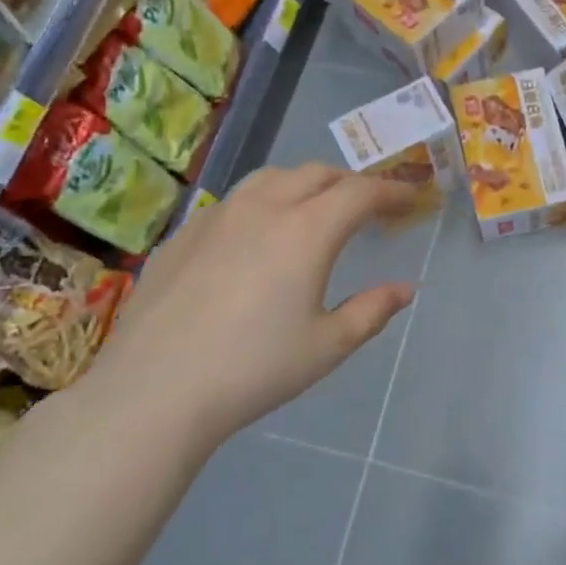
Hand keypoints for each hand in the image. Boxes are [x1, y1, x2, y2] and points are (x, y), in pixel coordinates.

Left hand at [82, 164, 418, 454]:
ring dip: (305, 185)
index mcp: (306, 230)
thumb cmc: (254, 369)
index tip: (411, 200)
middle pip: (317, 174)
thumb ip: (372, 310)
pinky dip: (263, 204)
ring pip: (271, 178)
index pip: (361, 192)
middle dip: (350, 184)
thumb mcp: (327, 346)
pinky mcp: (183, 234)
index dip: (392, 191)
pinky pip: (234, 201)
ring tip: (314, 211)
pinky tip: (256, 239)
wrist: (154, 390)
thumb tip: (404, 289)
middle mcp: (263, 208)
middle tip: (368, 208)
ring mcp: (217, 216)